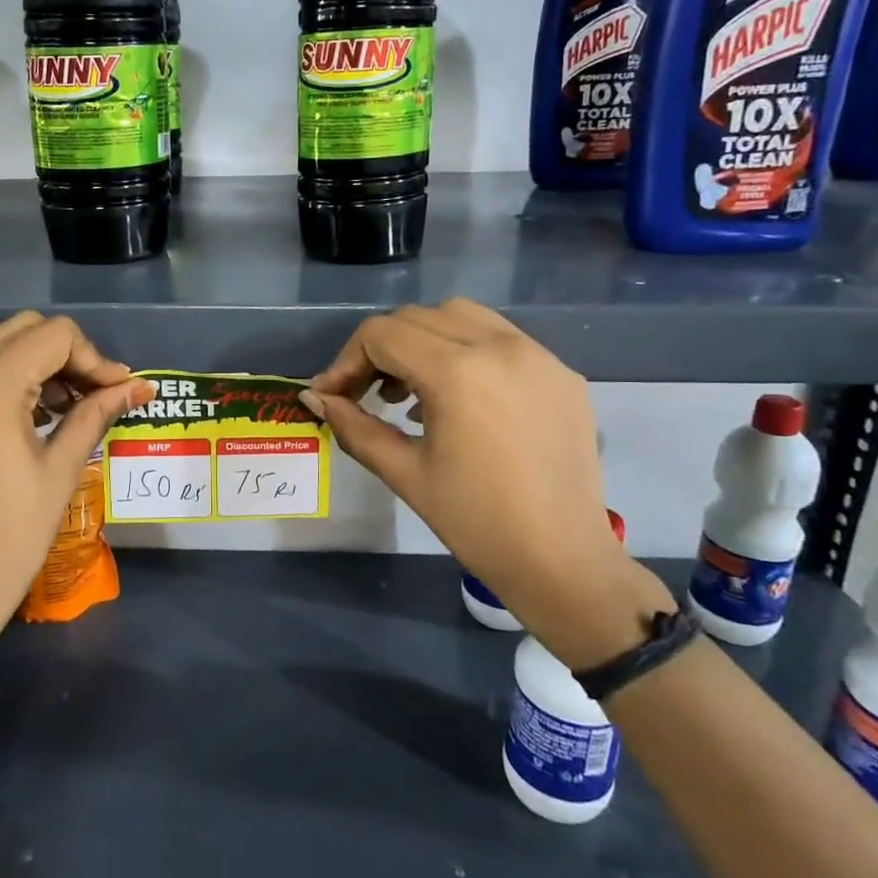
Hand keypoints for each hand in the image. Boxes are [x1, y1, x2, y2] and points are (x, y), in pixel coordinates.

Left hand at [0, 313, 148, 636]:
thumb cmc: (15, 531)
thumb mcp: (63, 467)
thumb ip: (97, 413)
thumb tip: (138, 386)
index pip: (54, 336)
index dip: (94, 358)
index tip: (117, 391)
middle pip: (23, 328)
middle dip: (65, 352)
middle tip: (90, 393)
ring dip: (32, 358)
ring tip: (59, 402)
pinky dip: (2, 372)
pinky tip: (26, 412)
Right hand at [303, 299, 671, 667]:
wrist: (562, 561)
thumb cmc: (475, 522)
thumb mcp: (404, 473)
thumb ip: (354, 426)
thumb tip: (315, 397)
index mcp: (458, 371)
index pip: (382, 335)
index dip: (346, 361)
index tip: (332, 395)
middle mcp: (500, 346)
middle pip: (417, 318)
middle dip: (380, 349)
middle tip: (364, 393)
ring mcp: (537, 355)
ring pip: (461, 316)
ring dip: (423, 340)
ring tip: (410, 392)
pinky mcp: (561, 372)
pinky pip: (500, 338)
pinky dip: (465, 350)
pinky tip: (458, 398)